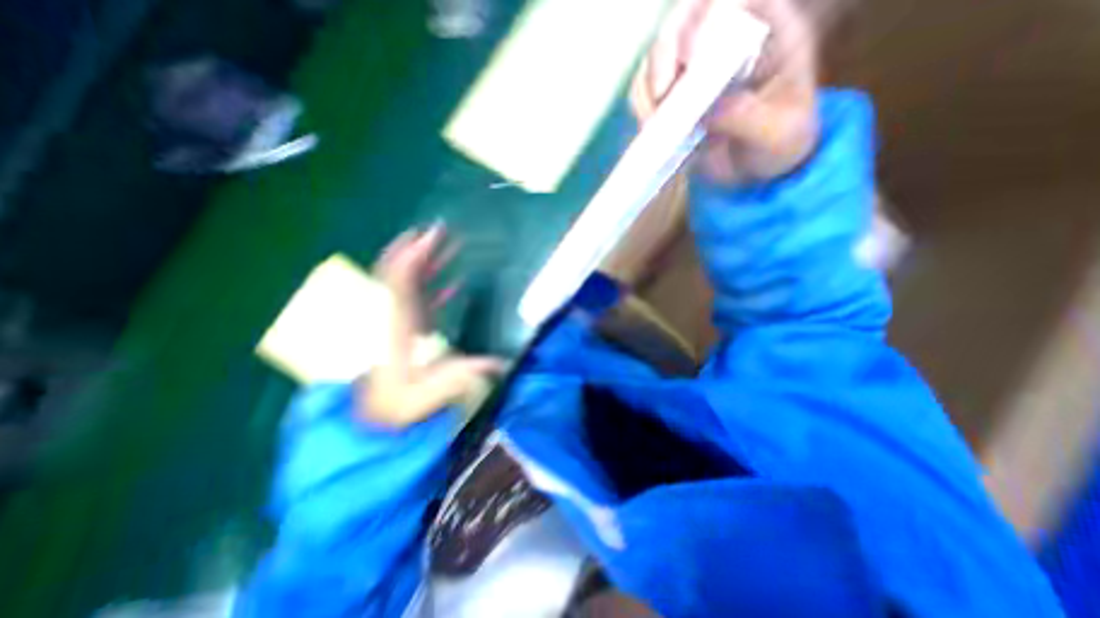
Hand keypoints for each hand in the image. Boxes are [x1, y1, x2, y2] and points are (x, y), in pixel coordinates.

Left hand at [356, 224, 500, 429]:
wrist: (371, 422)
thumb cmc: (397, 407)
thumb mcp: (430, 393)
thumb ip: (465, 375)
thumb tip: (503, 364)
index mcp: (394, 326)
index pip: (401, 281)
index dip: (414, 255)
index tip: (431, 234)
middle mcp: (392, 317)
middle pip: (398, 274)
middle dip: (417, 249)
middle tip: (437, 230)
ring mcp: (396, 322)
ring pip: (405, 284)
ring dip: (424, 264)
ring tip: (444, 247)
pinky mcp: (403, 330)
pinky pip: (415, 300)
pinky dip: (431, 289)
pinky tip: (454, 285)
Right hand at [631, 0, 818, 182]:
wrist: (760, 169)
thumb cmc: (781, 144)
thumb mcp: (778, 134)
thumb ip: (750, 119)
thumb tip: (707, 112)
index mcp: (768, 31)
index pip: (734, 1)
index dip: (705, 18)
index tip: (689, 57)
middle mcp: (724, 42)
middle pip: (683, 23)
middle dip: (664, 56)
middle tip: (661, 94)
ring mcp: (693, 71)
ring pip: (656, 58)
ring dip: (647, 87)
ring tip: (653, 121)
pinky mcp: (673, 99)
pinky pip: (646, 92)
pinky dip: (641, 108)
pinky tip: (649, 128)